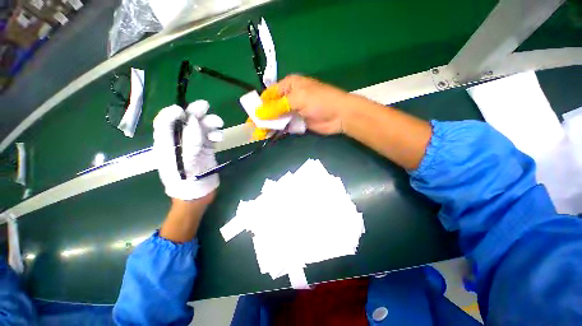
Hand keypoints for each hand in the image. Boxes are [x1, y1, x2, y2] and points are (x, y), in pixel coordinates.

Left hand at [153, 100, 223, 200]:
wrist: (197, 195)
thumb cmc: (185, 181)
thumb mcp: (184, 160)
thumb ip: (189, 139)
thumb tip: (194, 120)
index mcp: (166, 144)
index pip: (164, 123)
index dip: (172, 113)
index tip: (184, 110)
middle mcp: (179, 142)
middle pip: (185, 122)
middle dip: (195, 113)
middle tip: (205, 106)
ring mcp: (194, 146)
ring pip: (200, 128)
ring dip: (209, 123)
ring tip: (219, 123)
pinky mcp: (206, 150)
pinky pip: (210, 137)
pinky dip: (215, 134)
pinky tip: (219, 137)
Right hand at [256, 75, 351, 134]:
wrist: (339, 115)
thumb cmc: (319, 101)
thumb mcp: (297, 99)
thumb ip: (277, 107)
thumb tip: (258, 114)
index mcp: (289, 85)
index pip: (269, 94)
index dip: (259, 105)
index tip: (251, 116)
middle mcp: (290, 97)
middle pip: (272, 107)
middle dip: (262, 118)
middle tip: (253, 129)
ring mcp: (294, 111)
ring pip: (277, 118)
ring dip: (269, 126)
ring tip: (259, 135)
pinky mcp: (298, 122)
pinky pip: (285, 126)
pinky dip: (278, 130)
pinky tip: (270, 136)